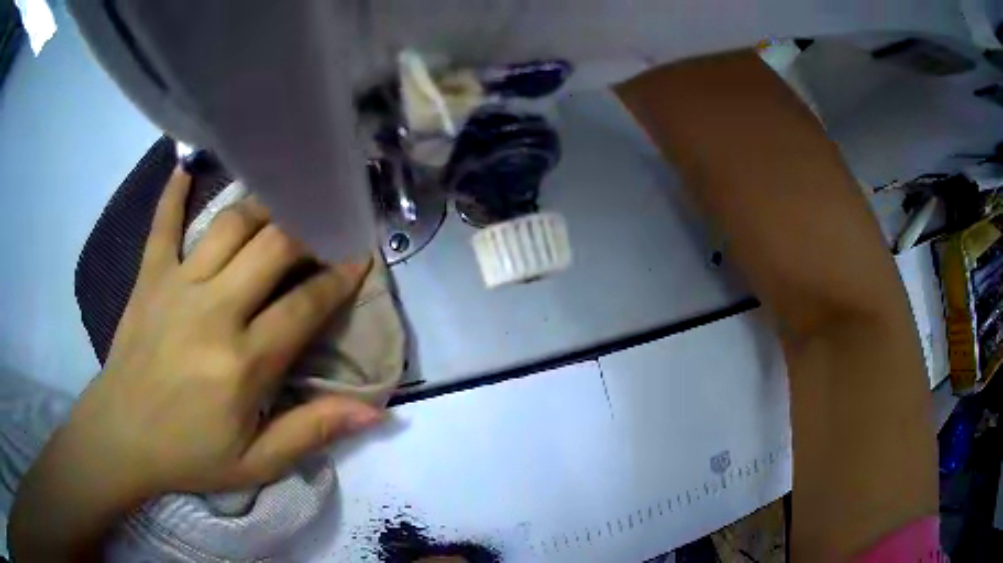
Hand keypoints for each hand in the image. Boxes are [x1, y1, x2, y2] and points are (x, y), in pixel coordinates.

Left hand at [74, 168, 382, 498]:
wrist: (121, 438)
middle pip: (272, 248)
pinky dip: (175, 190)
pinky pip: (164, 221)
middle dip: (309, 229)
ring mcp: (177, 286)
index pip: (304, 305)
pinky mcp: (149, 276)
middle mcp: (214, 311)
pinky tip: (189, 164)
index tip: (359, 256)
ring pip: (230, 224)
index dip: (338, 278)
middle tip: (327, 219)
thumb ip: (312, 432)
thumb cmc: (189, 455)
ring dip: (264, 205)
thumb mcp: (256, 463)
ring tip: (285, 197)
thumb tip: (374, 413)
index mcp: (243, 363)